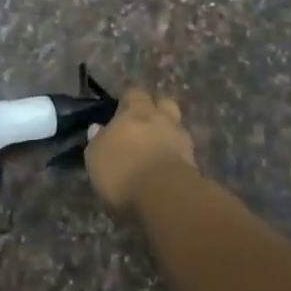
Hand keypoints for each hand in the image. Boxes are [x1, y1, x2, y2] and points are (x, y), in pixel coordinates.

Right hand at [85, 87, 196, 211]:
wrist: (166, 197)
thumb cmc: (122, 170)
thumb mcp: (96, 157)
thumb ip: (98, 140)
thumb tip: (97, 128)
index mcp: (137, 110)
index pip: (134, 92)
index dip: (128, 99)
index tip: (121, 108)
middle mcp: (162, 118)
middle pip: (163, 103)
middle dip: (155, 109)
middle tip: (142, 122)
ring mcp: (182, 139)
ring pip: (175, 126)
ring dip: (166, 132)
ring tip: (154, 146)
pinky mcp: (194, 162)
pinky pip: (181, 150)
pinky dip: (174, 154)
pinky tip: (164, 165)